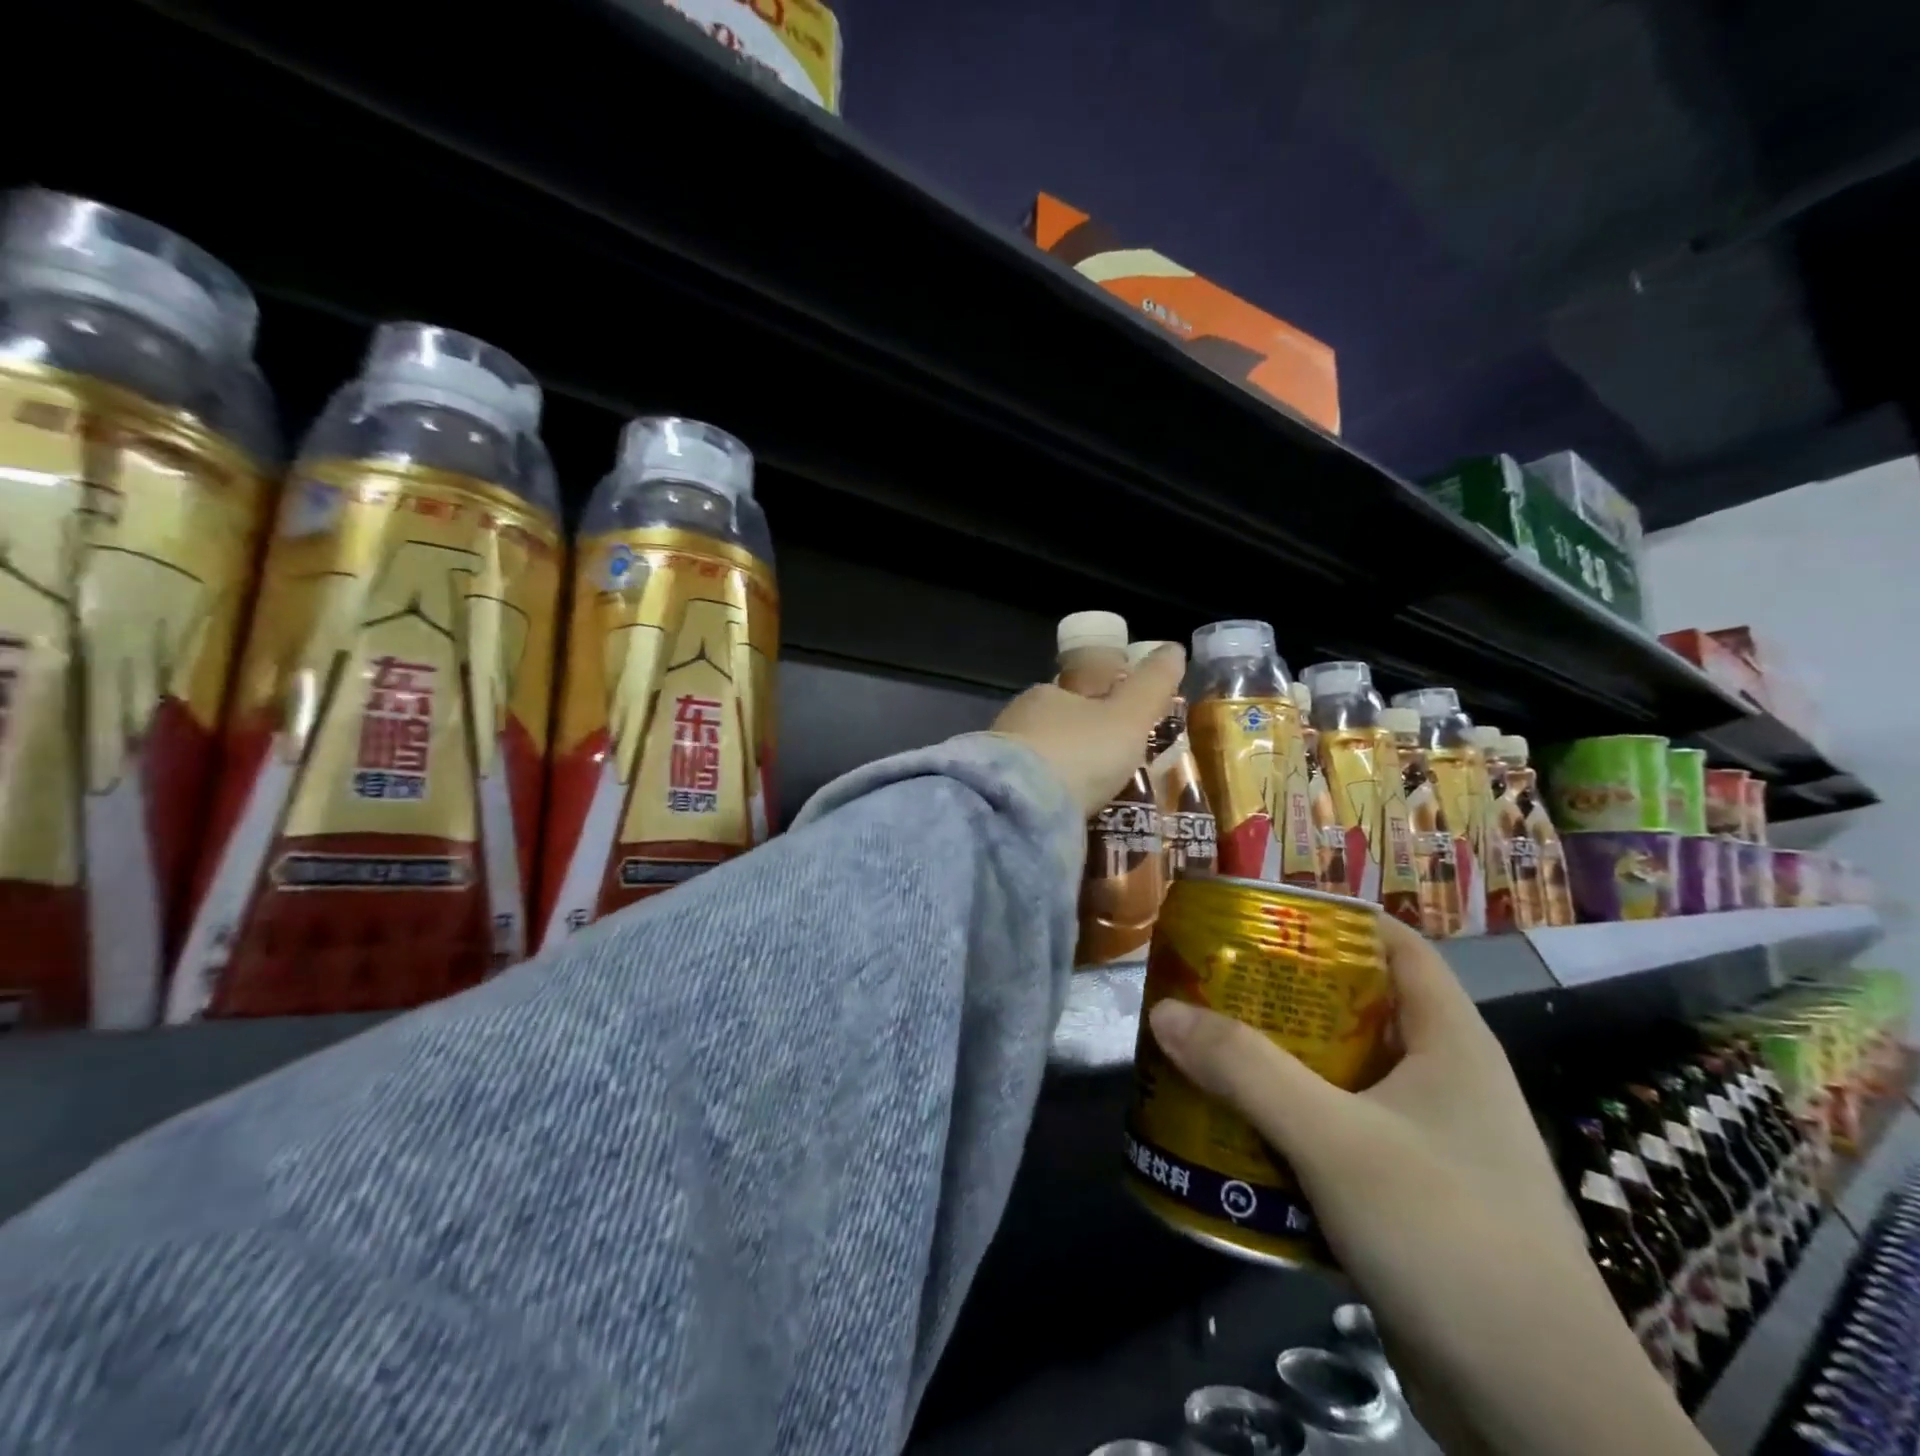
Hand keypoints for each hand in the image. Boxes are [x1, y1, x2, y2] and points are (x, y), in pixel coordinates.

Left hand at [990, 642, 1184, 817]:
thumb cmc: (1080, 751)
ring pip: (1038, 761)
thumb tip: (1175, 647)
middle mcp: (1015, 719)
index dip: (1101, 707)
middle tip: (1110, 770)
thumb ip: (1152, 684)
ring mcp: (997, 759)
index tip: (1121, 730)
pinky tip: (1062, 815)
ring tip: (1091, 799)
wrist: (1020, 806)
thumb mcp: (1128, 715)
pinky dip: (1045, 799)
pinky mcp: (993, 794)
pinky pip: (1026, 791)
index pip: (1075, 692)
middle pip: (1055, 728)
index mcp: (1045, 693)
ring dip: (1061, 775)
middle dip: (1079, 744)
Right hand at [1146, 916, 1709, 1455]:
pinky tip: (1237, 1127)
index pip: (1398, 945)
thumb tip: (1164, 1011)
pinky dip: (1289, 1121)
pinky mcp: (1408, 1196)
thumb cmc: (1449, 1237)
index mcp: (1451, 1042)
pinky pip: (1337, 1133)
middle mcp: (1443, 1081)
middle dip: (1285, 991)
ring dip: (1278, 1060)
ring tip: (1209, 1043)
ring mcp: (1429, 1142)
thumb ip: (1246, 1070)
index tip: (1265, 914)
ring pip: (1341, 1074)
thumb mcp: (1335, 1140)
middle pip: (1357, 1007)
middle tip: (1214, 978)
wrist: (1541, 1414)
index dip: (1336, 918)